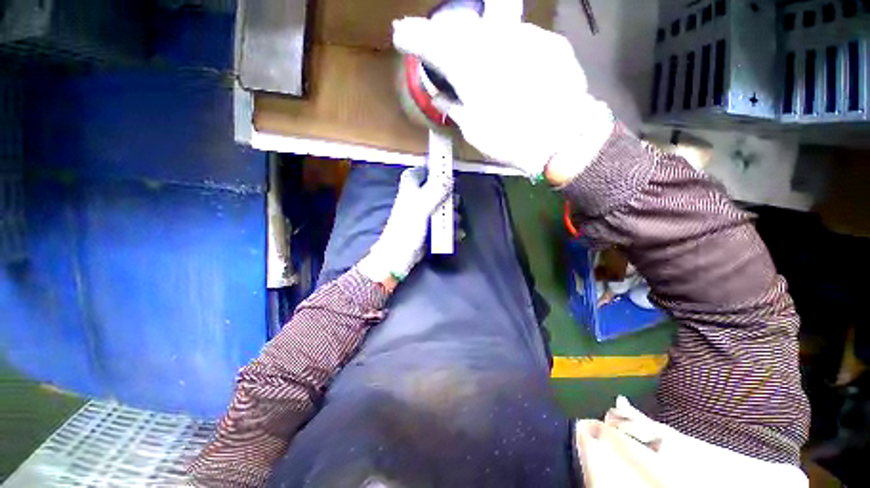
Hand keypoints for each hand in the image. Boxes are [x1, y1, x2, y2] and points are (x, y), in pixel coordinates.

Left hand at [357, 167, 451, 284]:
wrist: (399, 255)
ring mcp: (422, 213)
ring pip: (441, 206)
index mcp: (411, 188)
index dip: (432, 170)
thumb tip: (449, 177)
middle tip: (454, 203)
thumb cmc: (408, 228)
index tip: (446, 173)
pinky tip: (456, 233)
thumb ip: (436, 191)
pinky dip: (449, 226)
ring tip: (456, 221)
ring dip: (451, 214)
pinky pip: (441, 221)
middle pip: (436, 190)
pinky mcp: (428, 226)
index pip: (419, 171)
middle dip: (448, 197)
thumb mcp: (422, 207)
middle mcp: (417, 198)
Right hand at [393, 16, 613, 183]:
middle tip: (435, 43)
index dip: (414, 36)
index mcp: (471, 71)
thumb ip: (455, 108)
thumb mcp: (475, 132)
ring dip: (475, 40)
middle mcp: (496, 44)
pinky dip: (504, 46)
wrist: (564, 141)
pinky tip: (506, 62)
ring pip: (490, 30)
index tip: (402, 34)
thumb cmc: (513, 142)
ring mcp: (525, 39)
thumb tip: (442, 97)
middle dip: (445, 35)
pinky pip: (518, 37)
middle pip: (461, 29)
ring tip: (472, 55)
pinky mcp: (549, 42)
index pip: (434, 43)